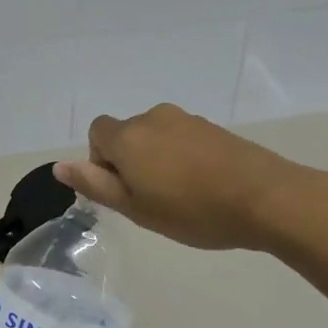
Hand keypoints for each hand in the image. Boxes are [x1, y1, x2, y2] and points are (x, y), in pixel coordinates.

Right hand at [55, 104, 321, 251]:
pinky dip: (183, 158)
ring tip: (182, 197)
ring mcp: (187, 119)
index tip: (124, 191)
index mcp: (129, 136)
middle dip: (131, 162)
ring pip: (156, 137)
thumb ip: (96, 184)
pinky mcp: (214, 128)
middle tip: (152, 201)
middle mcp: (154, 117)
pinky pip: (183, 139)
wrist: (266, 197)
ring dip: (158, 160)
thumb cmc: (192, 210)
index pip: (96, 133)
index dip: (102, 161)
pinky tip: (205, 187)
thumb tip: (60, 165)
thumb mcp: (136, 208)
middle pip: (127, 134)